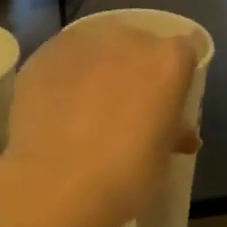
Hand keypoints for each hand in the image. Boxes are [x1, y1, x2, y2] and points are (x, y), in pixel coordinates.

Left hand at [0, 21, 198, 226]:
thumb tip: (176, 133)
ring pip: (97, 46)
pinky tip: (56, 108)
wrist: (55, 185)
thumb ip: (171, 133)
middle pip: (139, 43)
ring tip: (86, 107)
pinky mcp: (42, 55)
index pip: (184, 52)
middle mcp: (127, 40)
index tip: (167, 103)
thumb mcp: (162, 158)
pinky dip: (64, 77)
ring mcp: (81, 43)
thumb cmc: (124, 177)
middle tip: (126, 106)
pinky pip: (62, 60)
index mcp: (168, 61)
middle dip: (136, 68)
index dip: (176, 77)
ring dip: (98, 68)